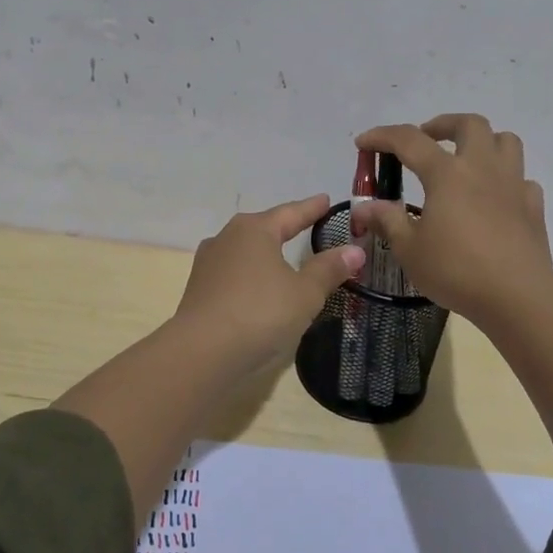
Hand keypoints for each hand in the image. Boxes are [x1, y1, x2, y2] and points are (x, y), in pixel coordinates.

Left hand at [173, 195, 365, 375]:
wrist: (201, 353)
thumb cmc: (260, 313)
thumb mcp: (304, 293)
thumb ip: (328, 269)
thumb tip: (354, 250)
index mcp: (254, 229)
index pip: (291, 213)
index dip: (311, 208)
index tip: (326, 200)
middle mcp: (227, 237)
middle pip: (264, 227)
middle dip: (285, 226)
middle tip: (307, 224)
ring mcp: (208, 263)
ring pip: (245, 250)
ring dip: (265, 252)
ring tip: (282, 255)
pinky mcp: (198, 289)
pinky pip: (233, 272)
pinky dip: (251, 274)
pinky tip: (257, 285)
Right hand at [352, 114, 552, 324]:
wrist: (517, 297)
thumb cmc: (456, 270)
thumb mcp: (410, 249)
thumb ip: (387, 221)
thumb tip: (364, 206)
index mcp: (447, 174)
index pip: (409, 140)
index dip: (383, 136)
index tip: (363, 142)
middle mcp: (482, 168)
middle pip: (469, 124)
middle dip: (443, 124)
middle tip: (426, 139)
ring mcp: (513, 185)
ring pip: (505, 141)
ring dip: (483, 141)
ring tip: (466, 159)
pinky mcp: (533, 207)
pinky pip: (522, 179)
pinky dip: (506, 181)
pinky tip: (495, 199)